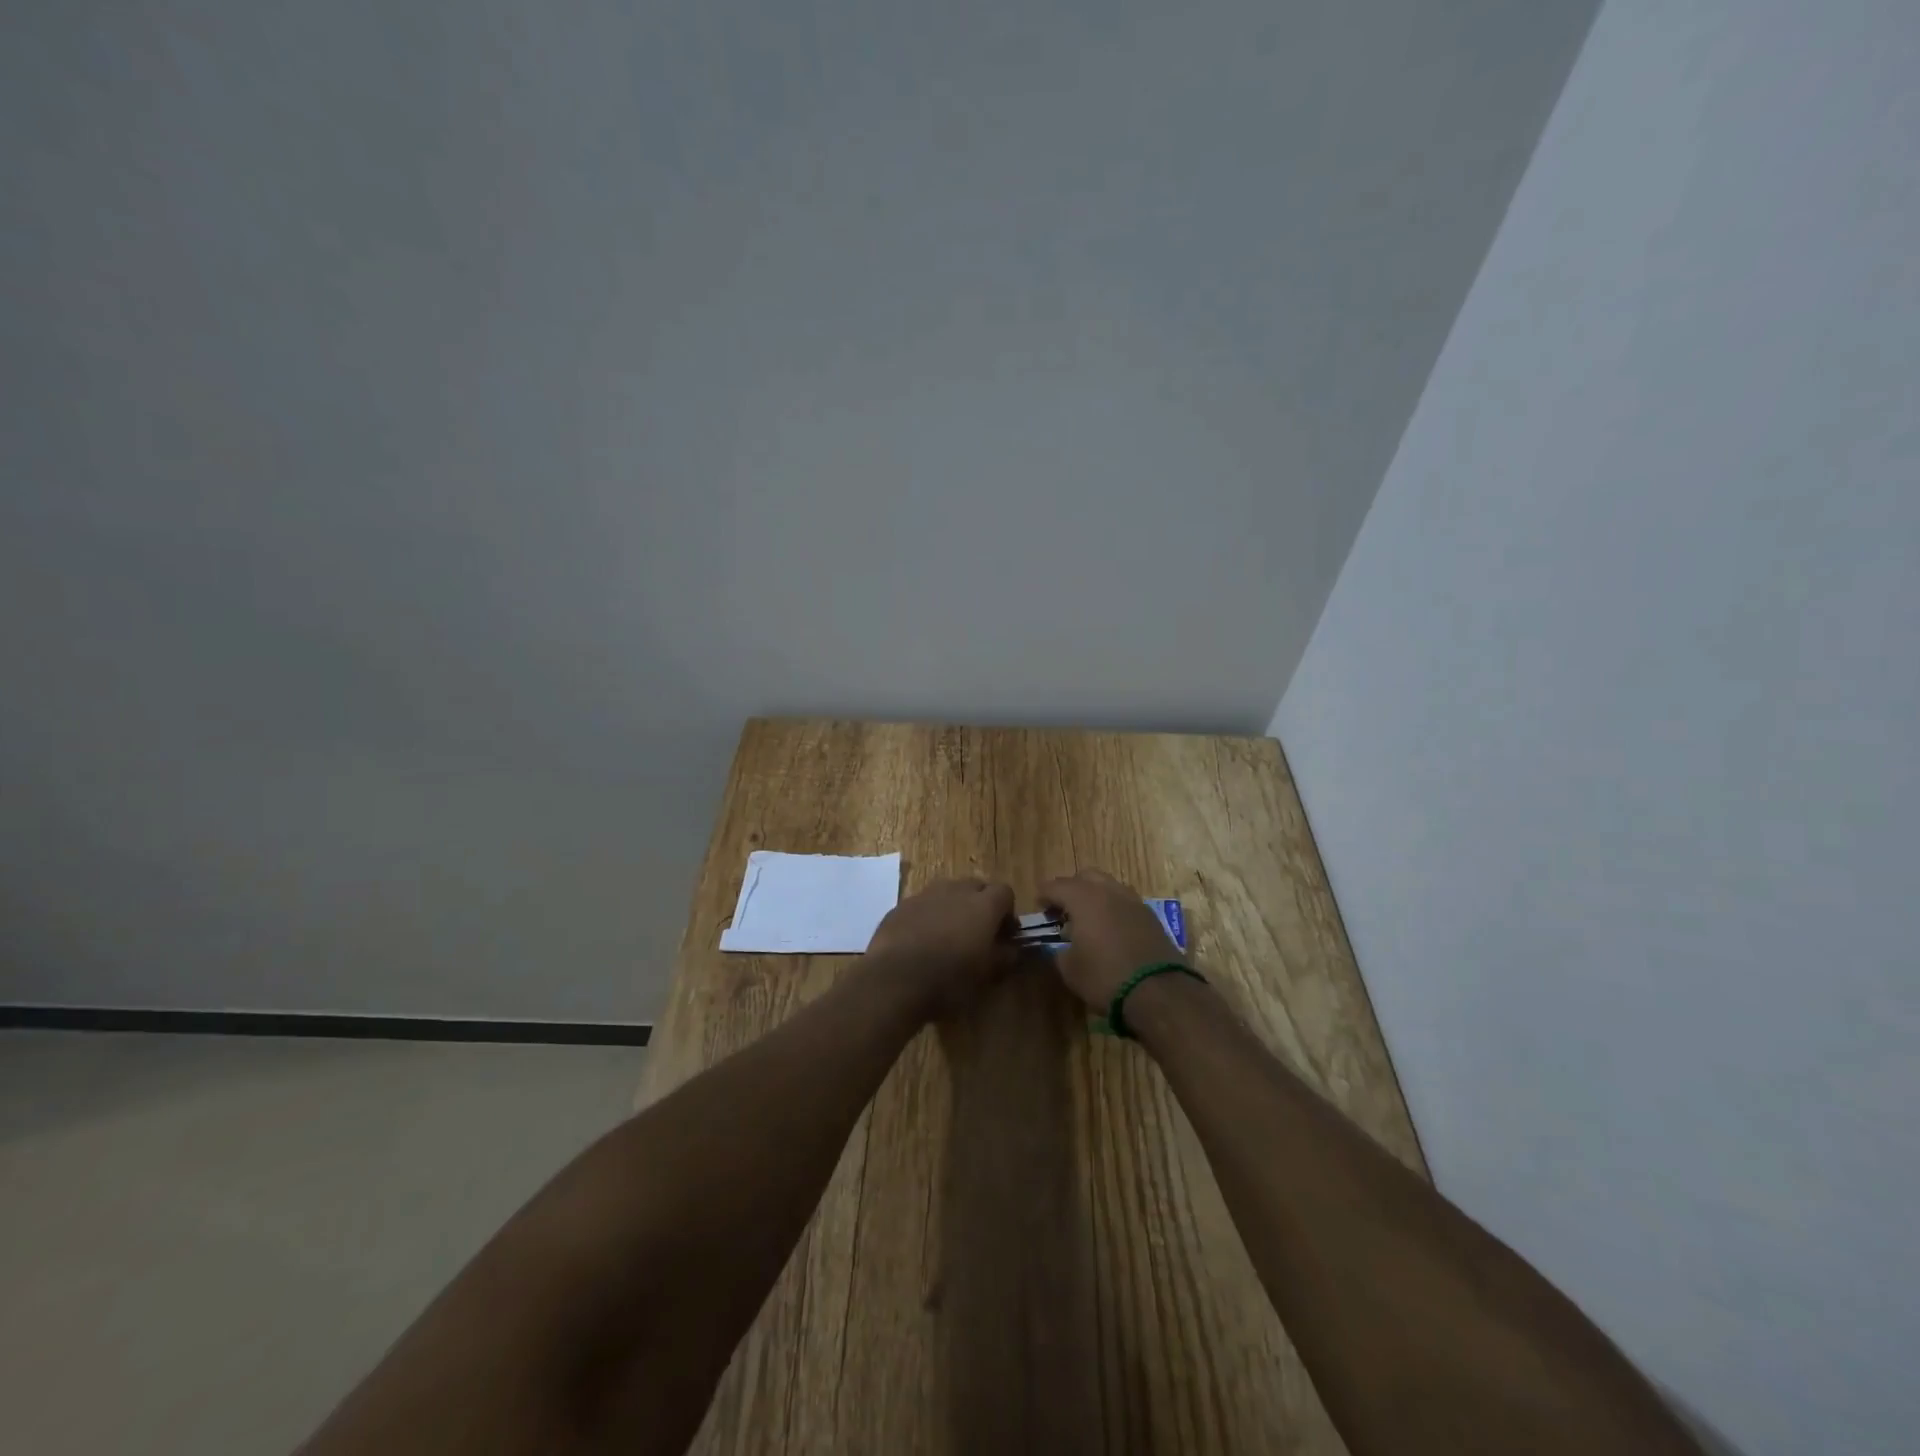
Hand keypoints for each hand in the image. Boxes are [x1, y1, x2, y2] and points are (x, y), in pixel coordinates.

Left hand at [865, 877, 1015, 1014]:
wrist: (894, 980)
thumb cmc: (949, 980)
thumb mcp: (986, 976)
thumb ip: (1004, 957)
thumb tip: (1012, 948)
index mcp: (983, 905)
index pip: (1005, 892)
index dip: (1007, 912)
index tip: (1004, 934)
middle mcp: (955, 890)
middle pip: (976, 886)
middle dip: (981, 904)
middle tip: (978, 932)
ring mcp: (925, 895)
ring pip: (947, 891)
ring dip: (953, 906)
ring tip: (948, 935)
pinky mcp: (900, 906)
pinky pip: (922, 904)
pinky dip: (928, 915)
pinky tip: (921, 940)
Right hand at [1039, 868, 1186, 1011]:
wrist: (1159, 992)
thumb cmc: (1105, 977)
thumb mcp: (1070, 969)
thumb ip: (1058, 951)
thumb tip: (1059, 946)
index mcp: (1084, 898)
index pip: (1056, 886)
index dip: (1044, 895)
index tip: (1038, 907)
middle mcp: (1109, 891)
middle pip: (1085, 876)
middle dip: (1071, 888)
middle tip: (1062, 910)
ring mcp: (1133, 901)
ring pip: (1109, 886)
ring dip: (1095, 896)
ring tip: (1088, 919)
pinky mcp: (1151, 916)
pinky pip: (1125, 902)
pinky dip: (1113, 908)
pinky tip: (1110, 929)